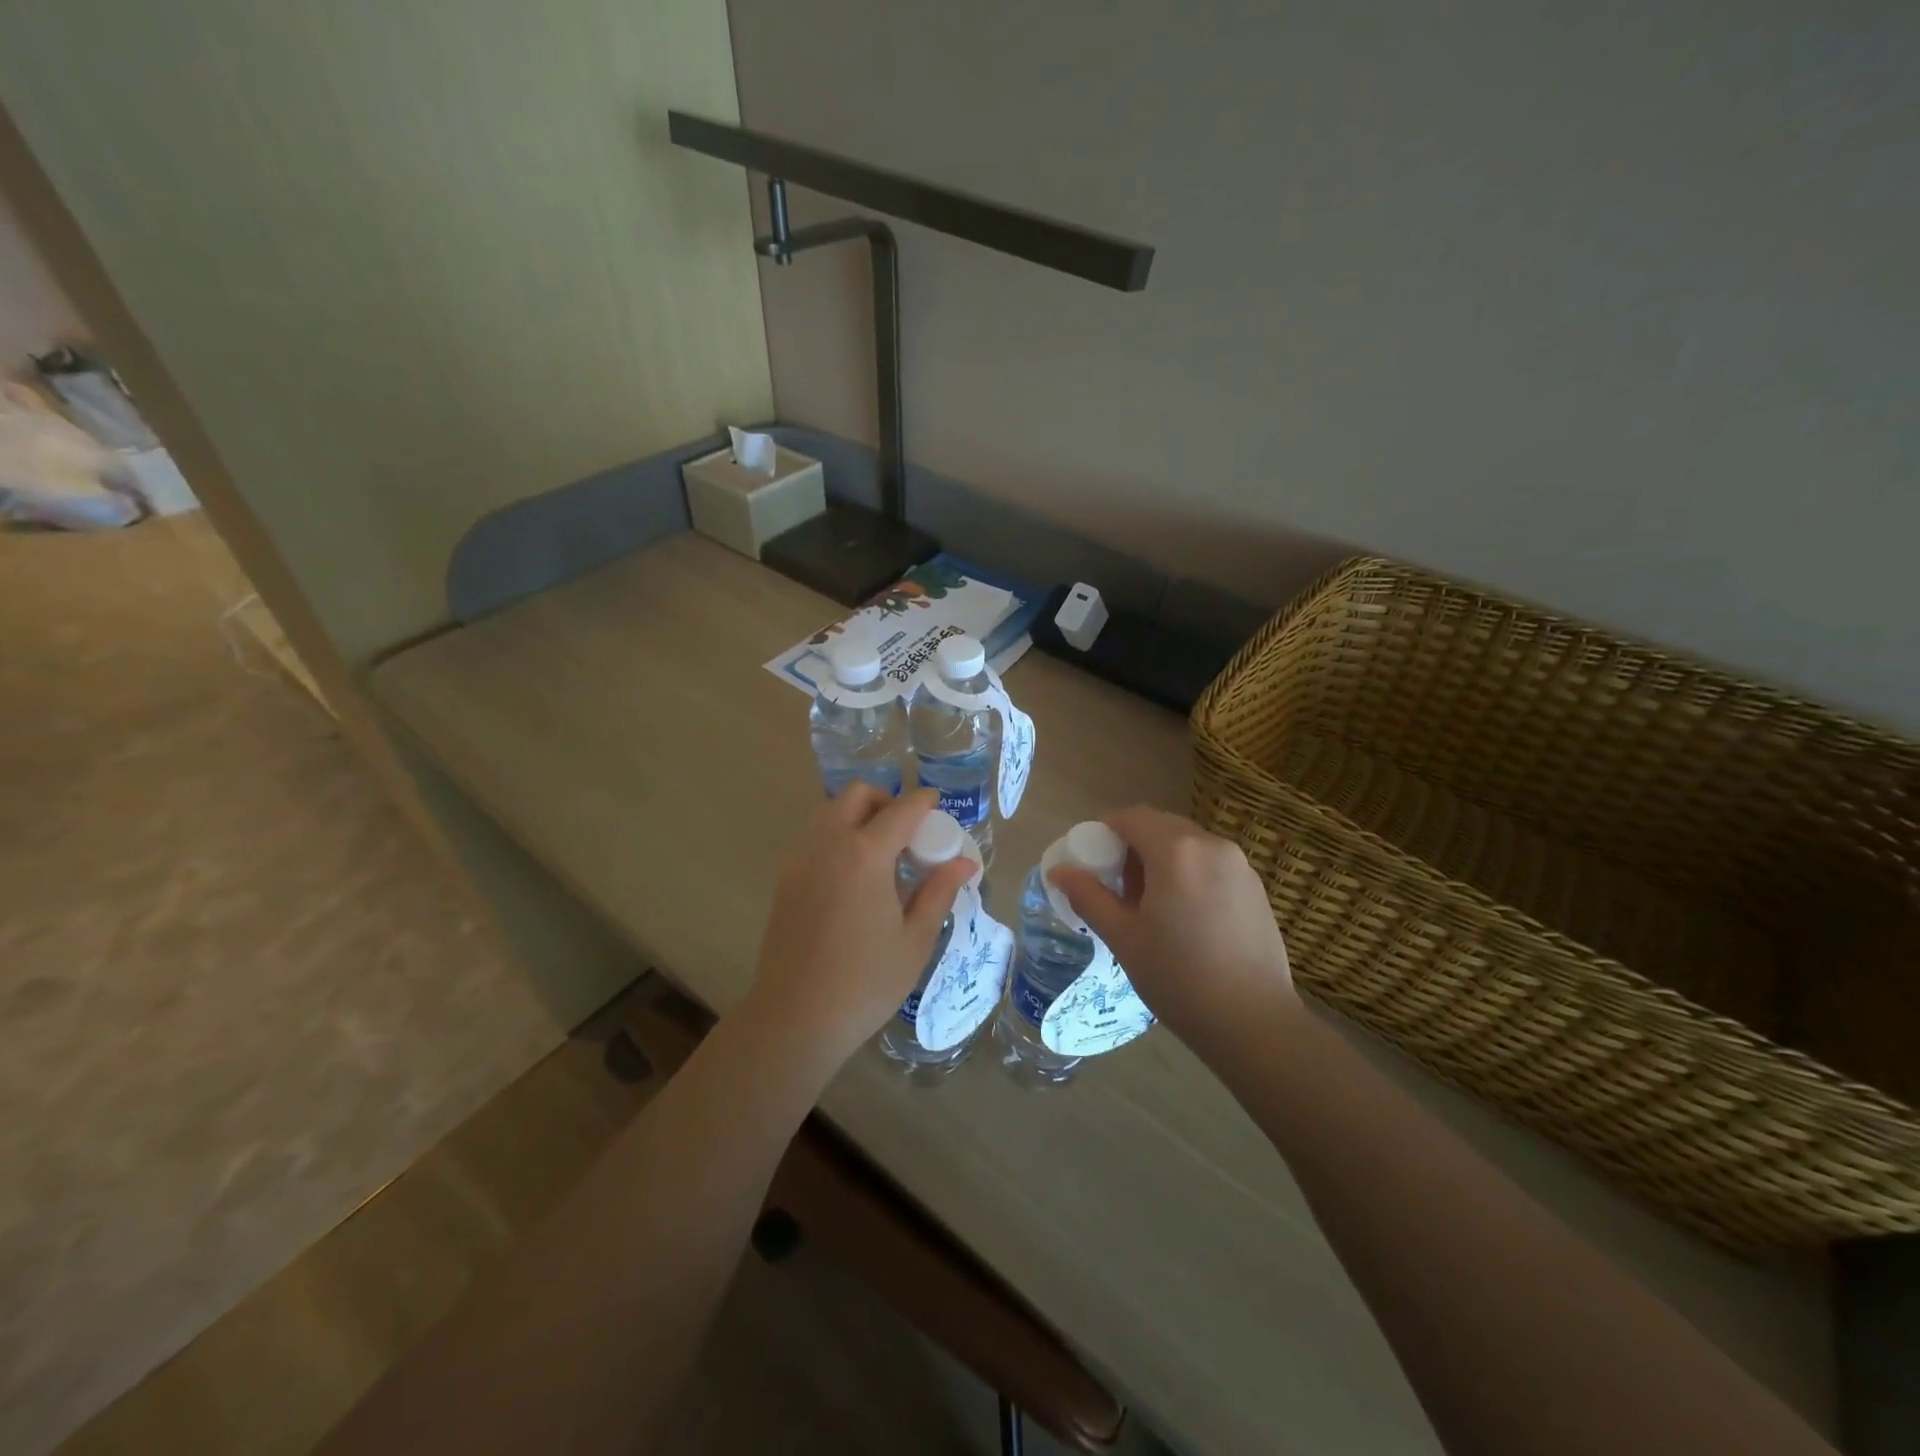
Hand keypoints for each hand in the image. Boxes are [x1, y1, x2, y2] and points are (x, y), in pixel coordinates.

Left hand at [748, 784, 973, 1066]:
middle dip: (886, 801)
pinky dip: (838, 836)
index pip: (901, 810)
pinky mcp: (785, 880)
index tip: (938, 804)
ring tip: (883, 855)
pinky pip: (815, 837)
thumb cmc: (865, 982)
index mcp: (865, 855)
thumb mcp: (914, 940)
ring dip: (859, 816)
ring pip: (830, 812)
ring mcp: (800, 860)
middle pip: (856, 795)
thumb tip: (964, 863)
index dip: (923, 802)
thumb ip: (939, 892)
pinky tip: (856, 876)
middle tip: (909, 833)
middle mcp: (828, 845)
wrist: (795, 1019)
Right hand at [1049, 807, 1296, 1049]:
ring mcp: (1240, 865)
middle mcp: (1211, 845)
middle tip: (1117, 887)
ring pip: (1188, 845)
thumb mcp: (1123, 937)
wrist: (1254, 1023)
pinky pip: (1211, 864)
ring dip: (1162, 859)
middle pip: (1161, 826)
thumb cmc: (1179, 977)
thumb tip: (1058, 871)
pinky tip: (1185, 918)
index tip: (1091, 861)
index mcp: (1176, 850)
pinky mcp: (1256, 888)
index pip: (1131, 817)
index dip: (1104, 831)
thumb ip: (1088, 896)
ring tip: (1151, 906)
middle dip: (1133, 845)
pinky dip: (1189, 873)